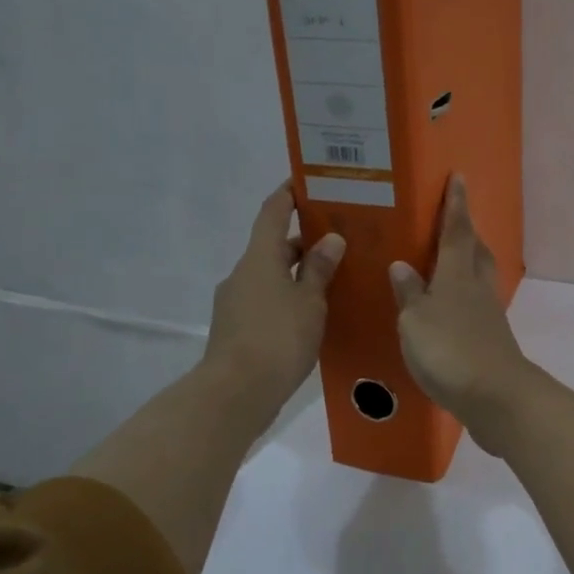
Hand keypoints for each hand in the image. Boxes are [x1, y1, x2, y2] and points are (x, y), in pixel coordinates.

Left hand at [204, 182, 345, 417]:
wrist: (236, 392)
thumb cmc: (278, 338)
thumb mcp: (309, 301)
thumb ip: (319, 269)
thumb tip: (330, 239)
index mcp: (259, 258)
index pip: (272, 212)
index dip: (288, 194)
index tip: (306, 181)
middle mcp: (243, 273)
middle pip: (273, 246)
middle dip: (302, 241)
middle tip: (338, 239)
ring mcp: (235, 302)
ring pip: (270, 276)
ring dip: (296, 273)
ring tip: (332, 280)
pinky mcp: (236, 328)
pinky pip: (265, 301)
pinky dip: (287, 298)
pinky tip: (311, 315)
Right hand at [389, 174, 532, 448]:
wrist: (495, 397)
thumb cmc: (449, 350)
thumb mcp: (415, 321)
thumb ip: (409, 294)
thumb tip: (402, 265)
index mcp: (457, 275)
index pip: (456, 231)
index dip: (456, 205)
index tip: (459, 178)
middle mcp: (476, 288)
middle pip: (475, 251)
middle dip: (466, 231)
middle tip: (453, 219)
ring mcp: (488, 315)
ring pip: (478, 277)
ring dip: (467, 263)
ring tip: (447, 261)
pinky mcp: (491, 340)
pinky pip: (475, 306)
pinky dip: (463, 298)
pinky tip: (448, 309)